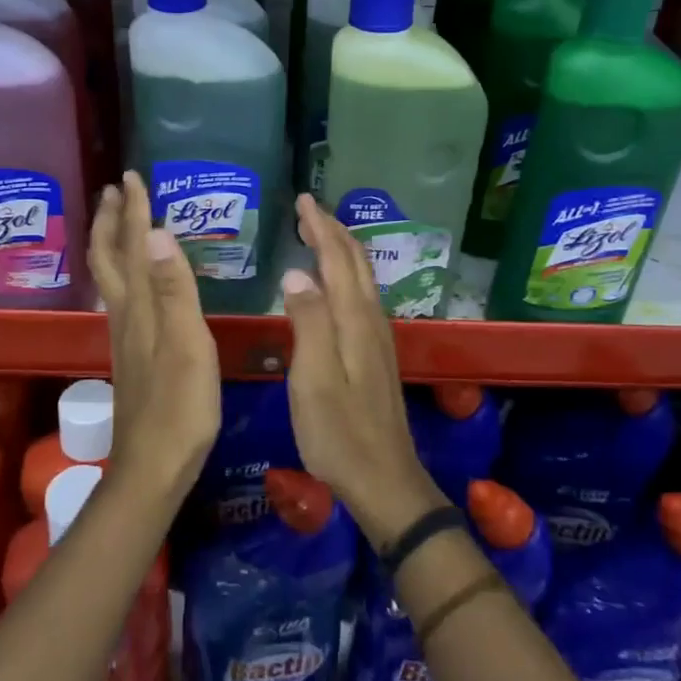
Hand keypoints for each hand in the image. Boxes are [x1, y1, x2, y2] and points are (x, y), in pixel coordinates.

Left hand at [87, 172, 219, 498]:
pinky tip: (134, 280)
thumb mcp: (186, 346)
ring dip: (112, 243)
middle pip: (109, 258)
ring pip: (111, 277)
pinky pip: (121, 297)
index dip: (134, 211)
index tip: (132, 176)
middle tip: (115, 189)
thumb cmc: (179, 408)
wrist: (153, 467)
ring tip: (120, 221)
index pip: (134, 247)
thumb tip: (157, 233)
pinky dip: (123, 272)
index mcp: (140, 308)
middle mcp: (125, 315)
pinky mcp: (131, 355)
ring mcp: (125, 336)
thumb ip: (173, 290)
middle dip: (111, 220)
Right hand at [280, 194, 444, 550]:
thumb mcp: (314, 379)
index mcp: (354, 320)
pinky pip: (361, 297)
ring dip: (342, 249)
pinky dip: (346, 274)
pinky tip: (336, 284)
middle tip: (309, 208)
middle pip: (355, 263)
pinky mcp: (375, 355)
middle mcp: (371, 321)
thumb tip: (297, 272)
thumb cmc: (339, 433)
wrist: (384, 480)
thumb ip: (308, 321)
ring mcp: (377, 338)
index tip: (303, 200)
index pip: (338, 259)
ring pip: (361, 278)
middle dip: (334, 230)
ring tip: (320, 233)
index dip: (321, 227)